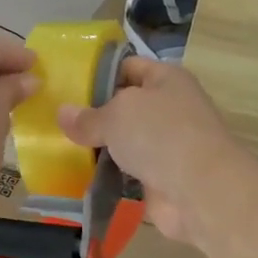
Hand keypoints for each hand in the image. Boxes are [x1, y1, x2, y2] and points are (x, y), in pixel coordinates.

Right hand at [56, 58, 244, 243]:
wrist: (200, 190)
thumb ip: (87, 117)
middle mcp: (170, 108)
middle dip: (95, 114)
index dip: (99, 74)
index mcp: (166, 80)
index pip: (128, 67)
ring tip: (61, 148)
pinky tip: (80, 175)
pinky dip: (109, 174)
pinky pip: (128, 171)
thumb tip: (62, 113)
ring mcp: (168, 145)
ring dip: (101, 147)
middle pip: (125, 106)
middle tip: (57, 120)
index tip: (66, 86)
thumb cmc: (160, 135)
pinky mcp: (162, 177)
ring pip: (125, 141)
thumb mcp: (116, 115)